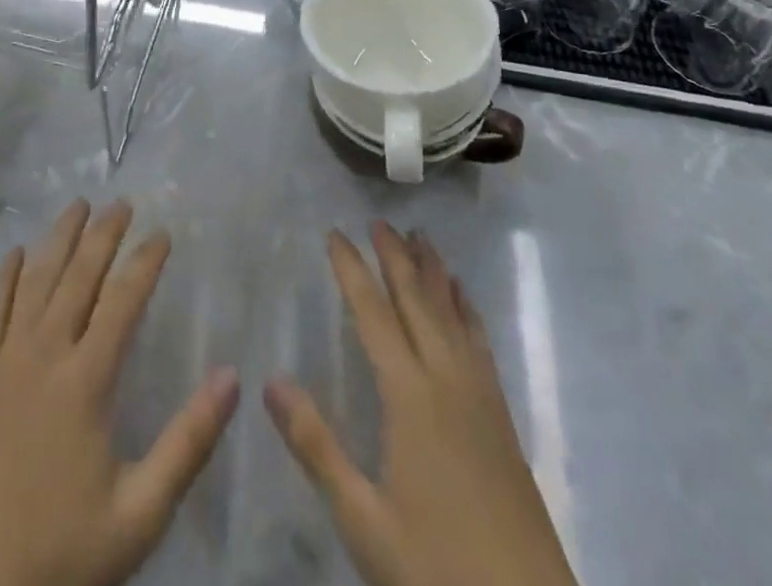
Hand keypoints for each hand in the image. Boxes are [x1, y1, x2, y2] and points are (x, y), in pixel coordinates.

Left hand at [0, 200, 240, 585]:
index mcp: (87, 380)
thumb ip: (189, 442)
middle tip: (122, 203)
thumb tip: (232, 377)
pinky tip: (14, 254)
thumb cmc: (64, 548)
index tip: (163, 233)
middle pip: (78, 276)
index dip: (145, 261)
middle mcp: (46, 354)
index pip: (123, 300)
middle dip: (103, 234)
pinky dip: (4, 277)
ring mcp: (6, 360)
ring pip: (35, 280)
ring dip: (58, 238)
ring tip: (77, 205)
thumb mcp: (142, 511)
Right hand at [265, 223, 577, 585]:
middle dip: (395, 257)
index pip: (374, 315)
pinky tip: (464, 298)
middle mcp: (447, 380)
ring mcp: (480, 397)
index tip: (335, 233)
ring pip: (453, 314)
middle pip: (418, 301)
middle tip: (379, 220)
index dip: (352, 270)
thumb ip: (315, 446)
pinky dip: (467, 309)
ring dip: (433, 271)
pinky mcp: (503, 418)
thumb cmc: (437, 570)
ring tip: (421, 236)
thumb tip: (269, 380)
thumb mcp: (363, 519)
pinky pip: (480, 342)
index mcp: (409, 397)